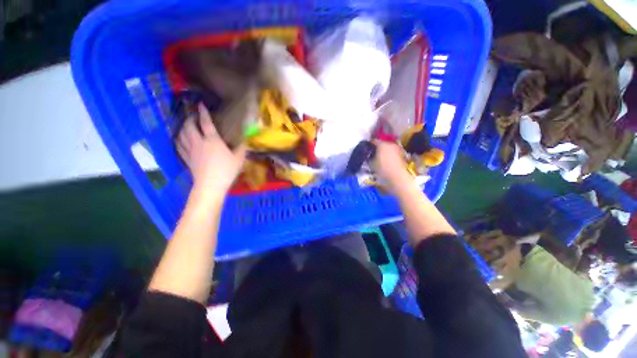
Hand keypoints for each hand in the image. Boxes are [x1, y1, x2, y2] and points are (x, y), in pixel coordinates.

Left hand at [177, 103, 246, 195]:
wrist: (211, 185)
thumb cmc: (226, 170)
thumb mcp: (239, 159)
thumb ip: (242, 148)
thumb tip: (246, 140)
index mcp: (212, 140)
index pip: (206, 122)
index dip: (203, 112)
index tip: (201, 104)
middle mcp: (198, 142)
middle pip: (189, 126)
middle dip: (190, 118)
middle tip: (193, 116)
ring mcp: (190, 150)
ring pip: (181, 134)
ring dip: (182, 127)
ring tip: (186, 125)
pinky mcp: (186, 158)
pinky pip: (179, 145)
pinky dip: (178, 139)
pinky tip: (180, 139)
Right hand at [373, 140, 409, 190]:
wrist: (398, 177)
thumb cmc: (382, 170)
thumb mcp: (372, 164)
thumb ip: (370, 157)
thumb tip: (370, 155)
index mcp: (382, 144)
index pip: (373, 141)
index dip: (370, 144)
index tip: (367, 148)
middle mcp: (391, 144)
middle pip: (382, 143)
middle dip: (378, 147)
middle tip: (373, 153)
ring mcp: (398, 149)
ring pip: (389, 148)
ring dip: (385, 151)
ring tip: (381, 158)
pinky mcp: (403, 155)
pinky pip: (394, 153)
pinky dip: (390, 155)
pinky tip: (388, 161)